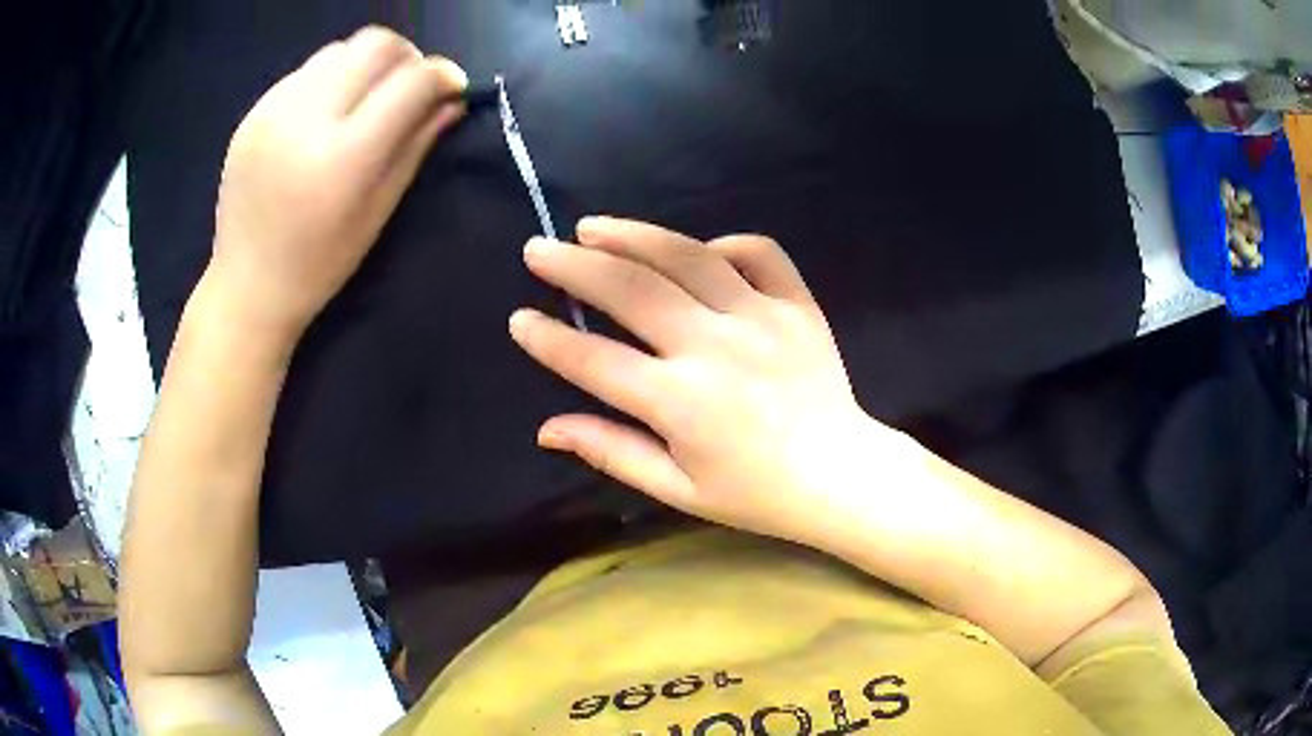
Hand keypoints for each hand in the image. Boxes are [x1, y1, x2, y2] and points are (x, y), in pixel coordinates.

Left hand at [205, 26, 466, 343]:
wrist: (247, 287)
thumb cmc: (320, 264)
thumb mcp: (378, 211)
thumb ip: (416, 145)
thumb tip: (453, 100)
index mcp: (344, 156)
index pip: (411, 81)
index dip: (442, 75)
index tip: (451, 87)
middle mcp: (306, 120)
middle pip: (376, 44)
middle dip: (406, 57)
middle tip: (408, 87)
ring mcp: (273, 112)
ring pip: (340, 50)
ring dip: (365, 65)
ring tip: (363, 100)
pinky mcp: (253, 113)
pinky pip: (305, 72)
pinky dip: (329, 80)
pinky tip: (325, 114)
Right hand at [511, 217, 906, 545]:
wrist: (841, 474)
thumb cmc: (756, 492)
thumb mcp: (678, 489)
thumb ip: (612, 452)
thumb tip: (547, 428)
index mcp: (681, 402)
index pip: (596, 360)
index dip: (549, 339)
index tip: (520, 319)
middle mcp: (715, 348)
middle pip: (632, 289)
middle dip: (574, 266)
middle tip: (538, 250)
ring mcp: (761, 317)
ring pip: (687, 257)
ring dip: (633, 236)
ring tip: (593, 228)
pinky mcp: (797, 305)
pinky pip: (759, 253)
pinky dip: (724, 243)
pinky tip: (698, 250)